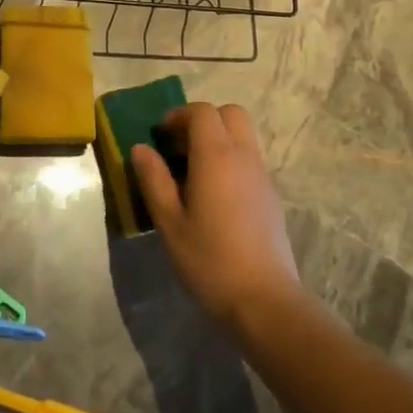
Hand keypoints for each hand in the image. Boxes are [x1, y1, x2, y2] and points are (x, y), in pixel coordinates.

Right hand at [132, 103, 300, 331]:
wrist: (264, 300)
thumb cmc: (209, 260)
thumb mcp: (170, 222)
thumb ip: (154, 180)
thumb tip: (141, 149)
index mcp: (217, 156)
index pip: (202, 112)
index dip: (179, 115)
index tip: (160, 136)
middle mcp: (244, 157)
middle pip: (230, 114)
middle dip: (203, 120)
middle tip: (179, 147)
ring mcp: (262, 176)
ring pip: (243, 136)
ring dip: (218, 139)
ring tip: (192, 173)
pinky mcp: (271, 196)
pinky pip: (249, 159)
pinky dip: (230, 160)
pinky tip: (213, 196)